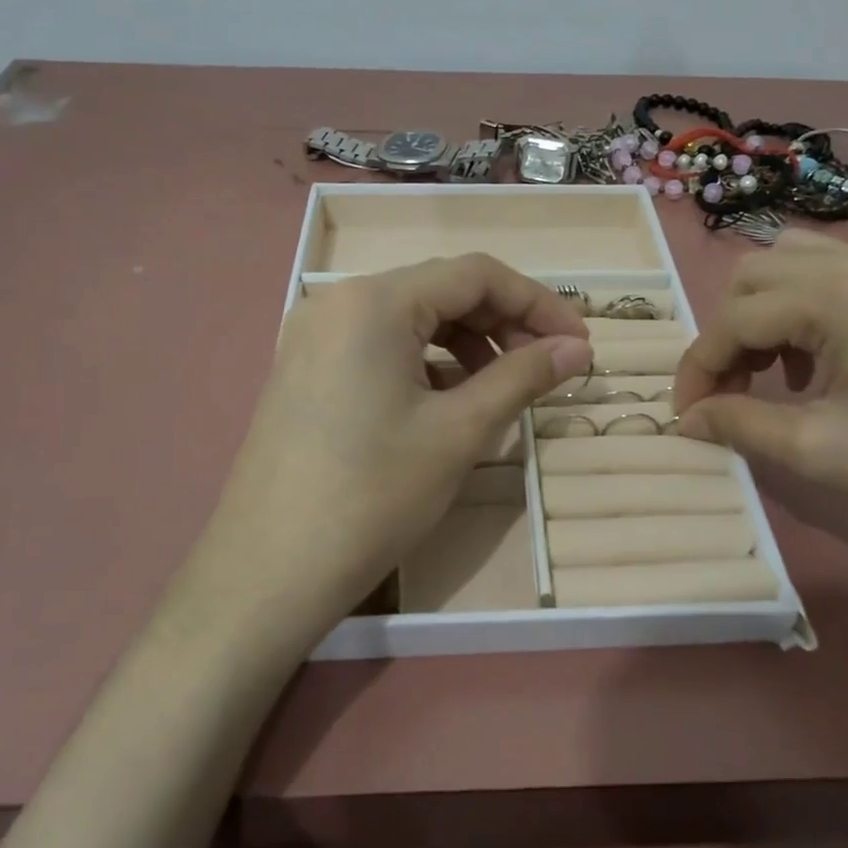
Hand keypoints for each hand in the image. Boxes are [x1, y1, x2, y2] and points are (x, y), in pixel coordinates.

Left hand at [196, 255, 590, 630]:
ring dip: (466, 345)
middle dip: (502, 324)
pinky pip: (379, 347)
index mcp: (373, 301)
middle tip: (545, 369)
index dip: (537, 303)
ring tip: (501, 390)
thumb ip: (523, 376)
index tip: (579, 342)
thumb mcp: (459, 432)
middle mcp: (336, 302)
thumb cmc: (373, 496)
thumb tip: (579, 348)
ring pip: (410, 320)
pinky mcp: (305, 371)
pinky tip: (449, 404)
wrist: (269, 572)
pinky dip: (426, 364)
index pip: (475, 274)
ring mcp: (313, 337)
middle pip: (441, 291)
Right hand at [673, 231, 847, 569]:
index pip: (732, 319)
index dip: (697, 369)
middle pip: (755, 276)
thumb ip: (742, 425)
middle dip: (728, 333)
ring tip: (777, 374)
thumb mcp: (823, 452)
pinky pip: (838, 275)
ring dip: (766, 314)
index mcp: (835, 294)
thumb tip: (686, 421)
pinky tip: (826, 363)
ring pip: (796, 265)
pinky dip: (807, 309)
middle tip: (733, 393)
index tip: (686, 417)